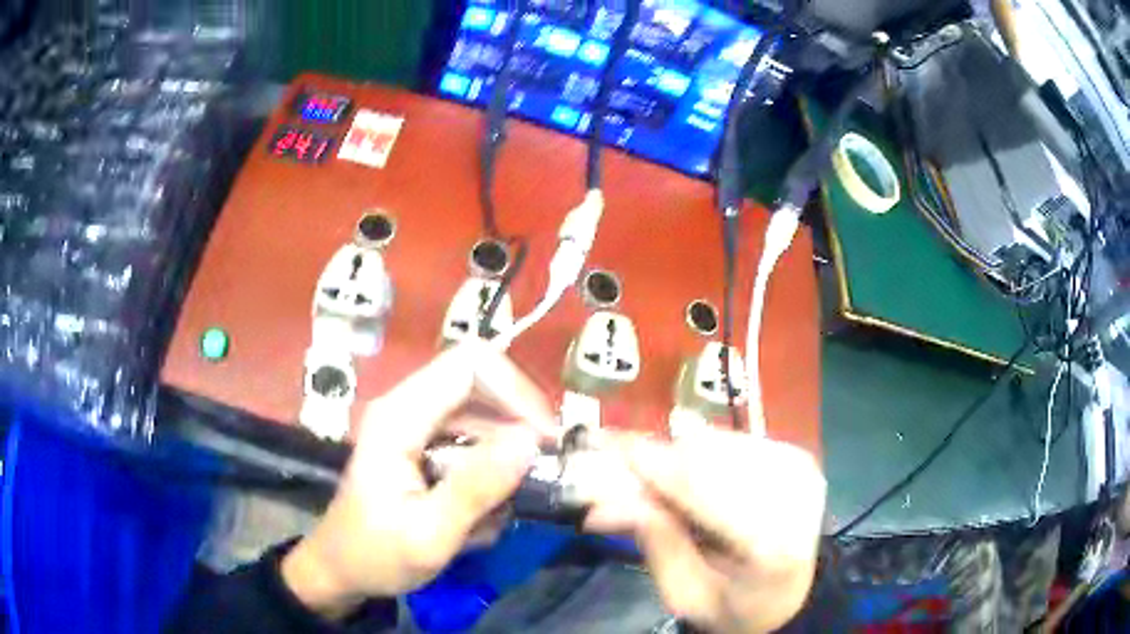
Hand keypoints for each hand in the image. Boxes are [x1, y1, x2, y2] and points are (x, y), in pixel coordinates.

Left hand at [282, 344, 556, 619]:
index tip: (544, 439)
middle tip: (541, 471)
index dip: (515, 390)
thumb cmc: (375, 555)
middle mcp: (407, 408)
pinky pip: (472, 441)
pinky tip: (482, 512)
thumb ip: (477, 488)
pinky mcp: (422, 445)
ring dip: (505, 456)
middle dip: (517, 425)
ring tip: (504, 506)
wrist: (341, 570)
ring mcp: (414, 425)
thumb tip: (530, 441)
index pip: (469, 365)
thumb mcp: (429, 534)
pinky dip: (490, 471)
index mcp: (399, 417)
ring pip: (481, 415)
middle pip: (480, 384)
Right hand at [585, 426, 826, 633]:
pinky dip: (702, 456)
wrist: (789, 594)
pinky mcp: (798, 455)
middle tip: (620, 475)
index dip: (652, 467)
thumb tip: (601, 503)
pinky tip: (694, 481)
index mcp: (773, 543)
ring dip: (679, 457)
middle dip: (659, 462)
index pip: (706, 491)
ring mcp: (801, 468)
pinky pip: (734, 442)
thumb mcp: (685, 595)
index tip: (604, 448)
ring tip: (658, 484)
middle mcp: (795, 494)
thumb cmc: (734, 604)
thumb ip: (655, 544)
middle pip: (711, 457)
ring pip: (720, 443)